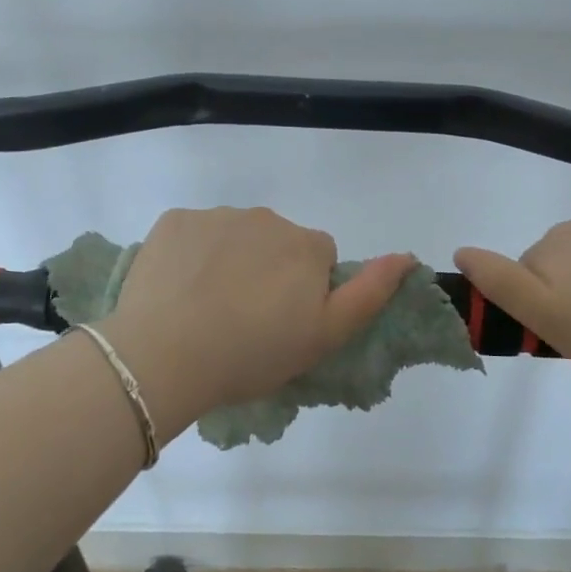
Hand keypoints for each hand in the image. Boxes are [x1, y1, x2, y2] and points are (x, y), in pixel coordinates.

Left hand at [102, 207, 414, 425]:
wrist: (164, 356)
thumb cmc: (252, 354)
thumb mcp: (324, 337)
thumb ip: (369, 293)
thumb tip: (406, 256)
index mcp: (305, 245)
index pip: (317, 257)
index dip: (305, 291)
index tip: (283, 323)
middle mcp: (266, 218)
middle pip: (277, 241)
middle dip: (269, 270)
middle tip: (245, 320)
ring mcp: (216, 215)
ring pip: (235, 235)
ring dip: (230, 260)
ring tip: (207, 308)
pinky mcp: (174, 220)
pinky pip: (193, 234)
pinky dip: (191, 255)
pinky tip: (178, 290)